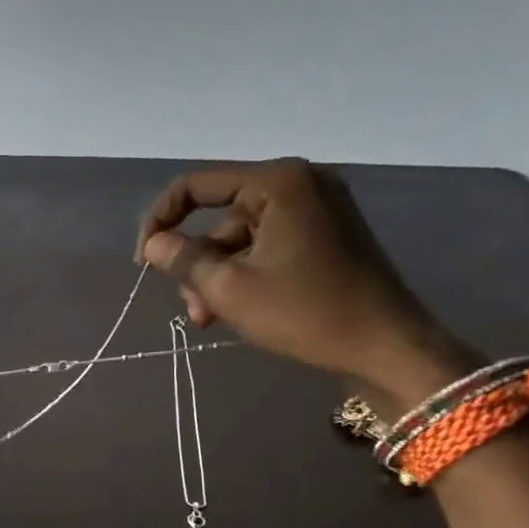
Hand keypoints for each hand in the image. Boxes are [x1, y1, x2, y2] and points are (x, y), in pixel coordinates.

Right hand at [136, 158, 467, 399]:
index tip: (144, 262)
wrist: (384, 345)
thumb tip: (154, 244)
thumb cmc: (304, 312)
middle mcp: (299, 184)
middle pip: (220, 217)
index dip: (160, 221)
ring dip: (218, 277)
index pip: (195, 186)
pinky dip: (246, 274)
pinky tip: (239, 309)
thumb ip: (184, 260)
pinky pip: (267, 246)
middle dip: (197, 264)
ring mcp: (317, 209)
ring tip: (213, 319)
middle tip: (192, 310)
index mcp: (278, 183)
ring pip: (241, 238)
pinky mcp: (325, 235)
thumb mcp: (230, 289)